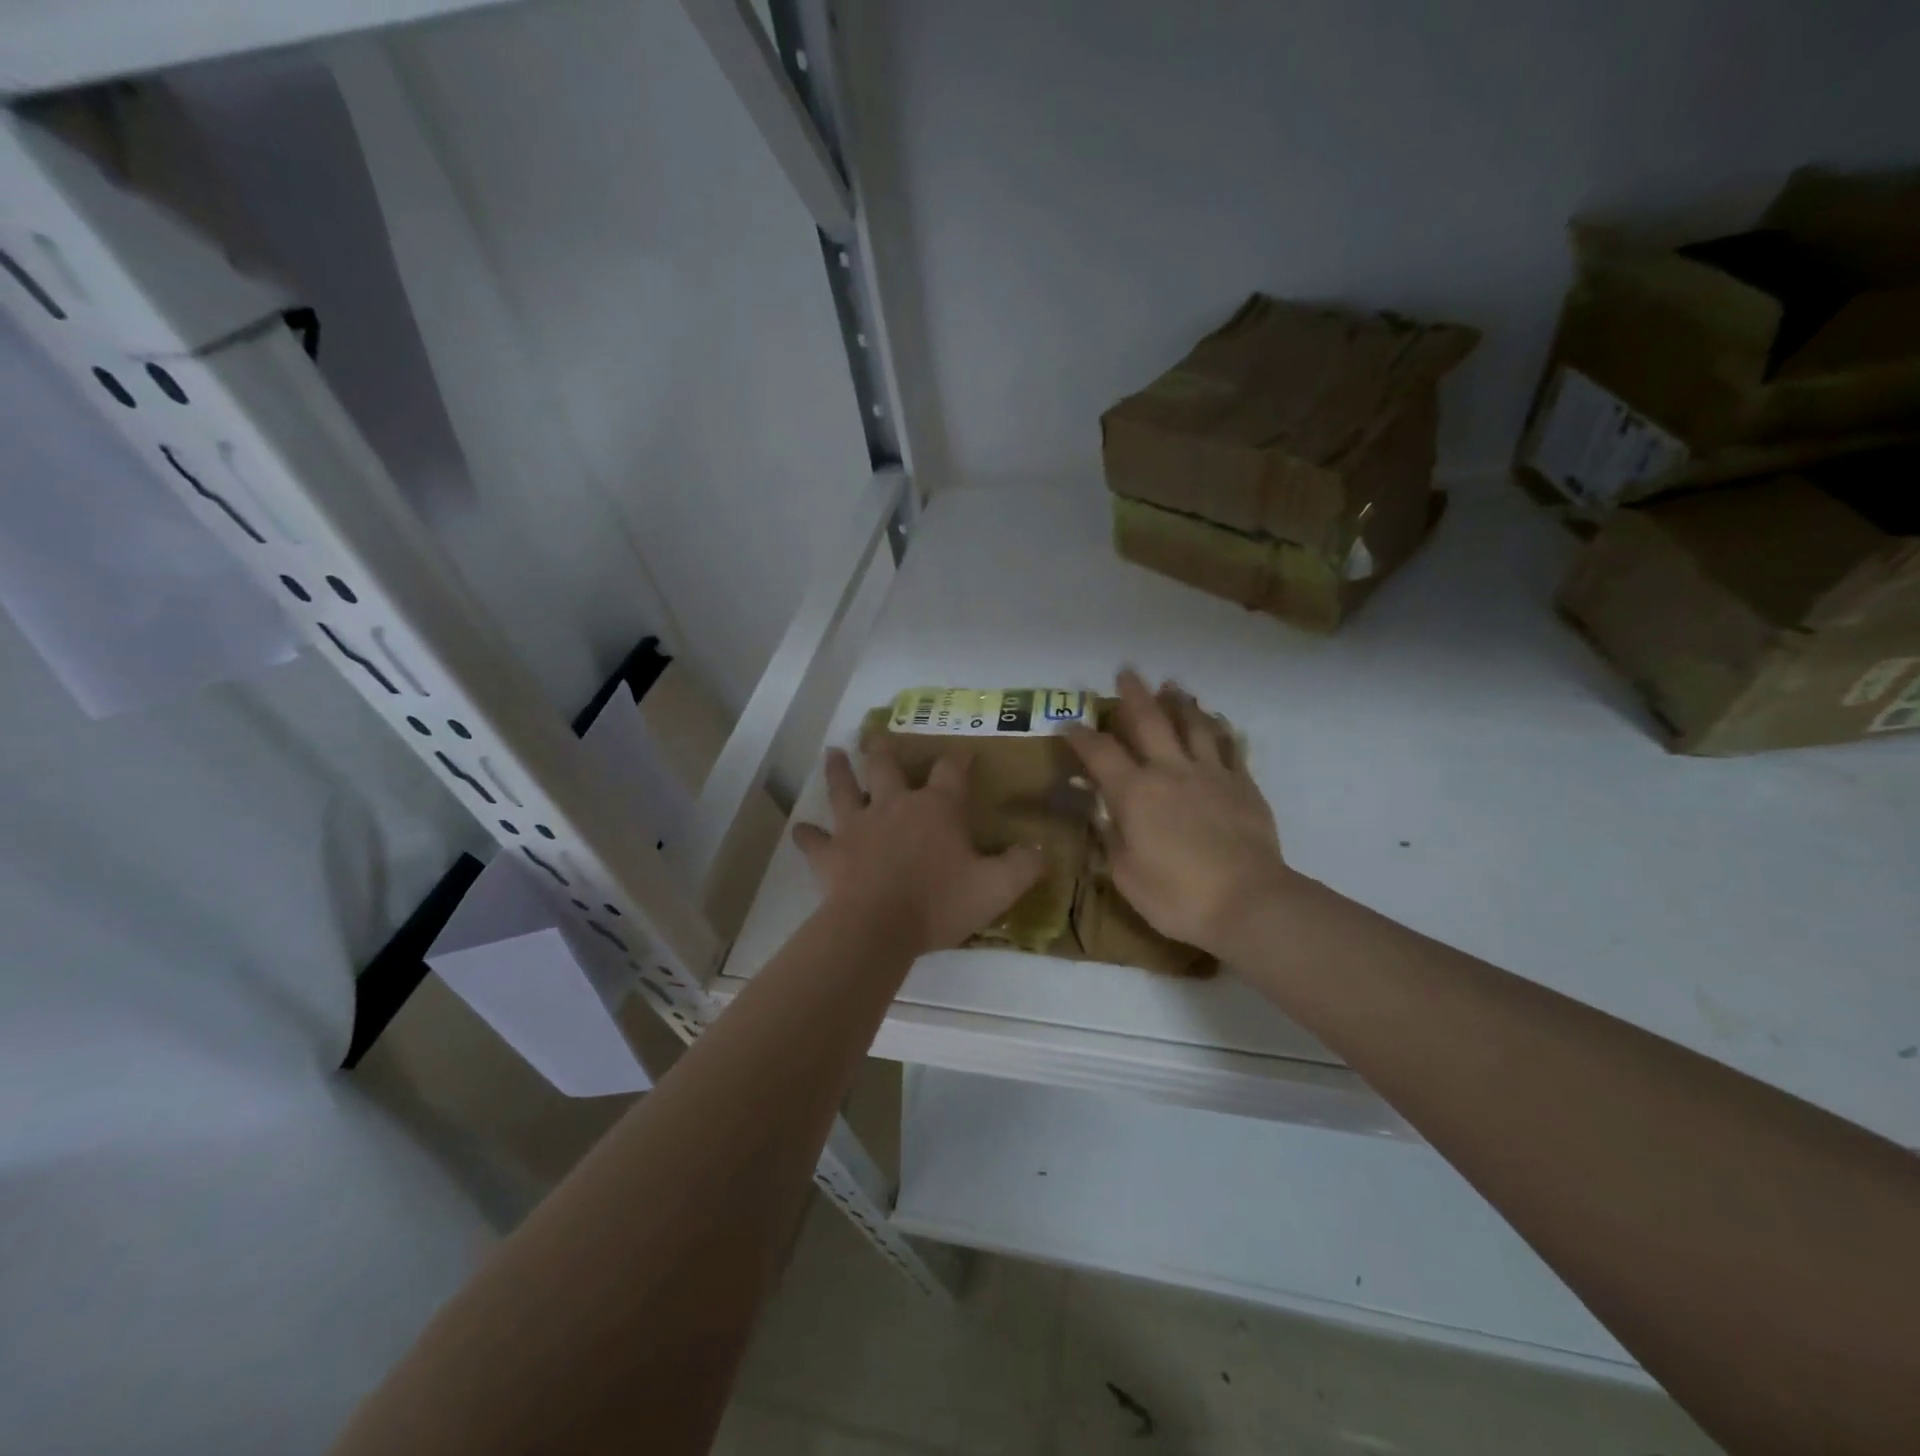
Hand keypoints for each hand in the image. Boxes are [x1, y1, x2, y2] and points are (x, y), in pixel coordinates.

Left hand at [793, 744, 1045, 957]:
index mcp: (936, 808)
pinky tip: (801, 830)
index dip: (959, 759)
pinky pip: (814, 841)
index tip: (963, 751)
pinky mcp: (830, 853)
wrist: (878, 927)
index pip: (951, 772)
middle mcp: (894, 806)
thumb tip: (1042, 850)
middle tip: (876, 734)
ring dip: (838, 772)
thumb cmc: (940, 902)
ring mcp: (857, 826)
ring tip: (833, 753)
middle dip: (883, 749)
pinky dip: (808, 836)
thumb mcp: (996, 888)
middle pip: (886, 767)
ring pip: (844, 790)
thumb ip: (1023, 866)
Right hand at [1066, 670, 1290, 955]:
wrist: (1248, 902)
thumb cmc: (1176, 896)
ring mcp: (1210, 774)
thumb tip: (1101, 811)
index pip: (1099, 753)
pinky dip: (1221, 730)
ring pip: (1193, 725)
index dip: (1080, 735)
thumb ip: (1111, 837)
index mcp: (1134, 792)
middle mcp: (1170, 771)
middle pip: (1149, 721)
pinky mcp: (1243, 785)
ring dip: (1180, 702)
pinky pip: (1230, 748)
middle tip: (1126, 672)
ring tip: (1172, 686)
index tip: (1068, 723)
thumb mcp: (1125, 874)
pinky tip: (1218, 723)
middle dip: (1133, 695)